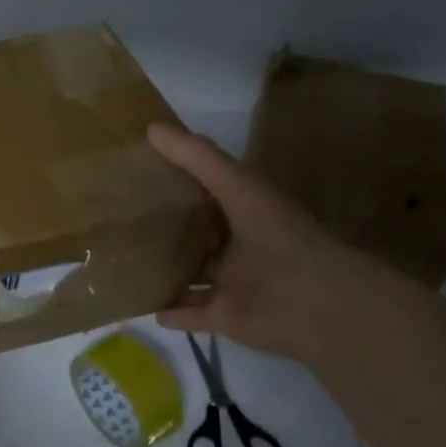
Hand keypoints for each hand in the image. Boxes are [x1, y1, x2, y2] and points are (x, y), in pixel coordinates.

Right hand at [147, 123, 396, 366]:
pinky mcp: (226, 317)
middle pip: (200, 235)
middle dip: (171, 228)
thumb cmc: (281, 237)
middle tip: (126, 217)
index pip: (211, 191)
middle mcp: (240, 246)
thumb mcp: (238, 186)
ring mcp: (233, 284)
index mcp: (248, 212)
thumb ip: (198, 158)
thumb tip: (151, 128)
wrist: (320, 304)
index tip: (144, 169)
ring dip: (168, 272)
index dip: (182, 179)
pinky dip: (171, 312)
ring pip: (194, 276)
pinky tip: (146, 307)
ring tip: (128, 263)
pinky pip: (192, 314)